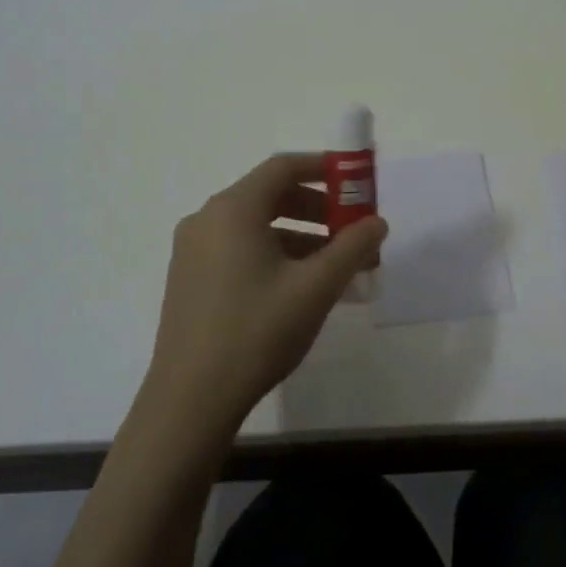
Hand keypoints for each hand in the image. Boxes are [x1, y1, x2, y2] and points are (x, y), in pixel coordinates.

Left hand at [141, 154, 387, 440]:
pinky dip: (272, 254)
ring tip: (333, 265)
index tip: (355, 182)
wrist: (190, 399)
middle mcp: (207, 219)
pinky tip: (298, 287)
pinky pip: (238, 248)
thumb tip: (376, 222)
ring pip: (254, 225)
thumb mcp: (315, 287)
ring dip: (298, 235)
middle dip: (316, 207)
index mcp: (233, 209)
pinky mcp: (189, 278)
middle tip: (351, 230)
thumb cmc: (257, 331)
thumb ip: (352, 247)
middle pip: (269, 195)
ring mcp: (192, 250)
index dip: (323, 168)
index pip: (283, 167)